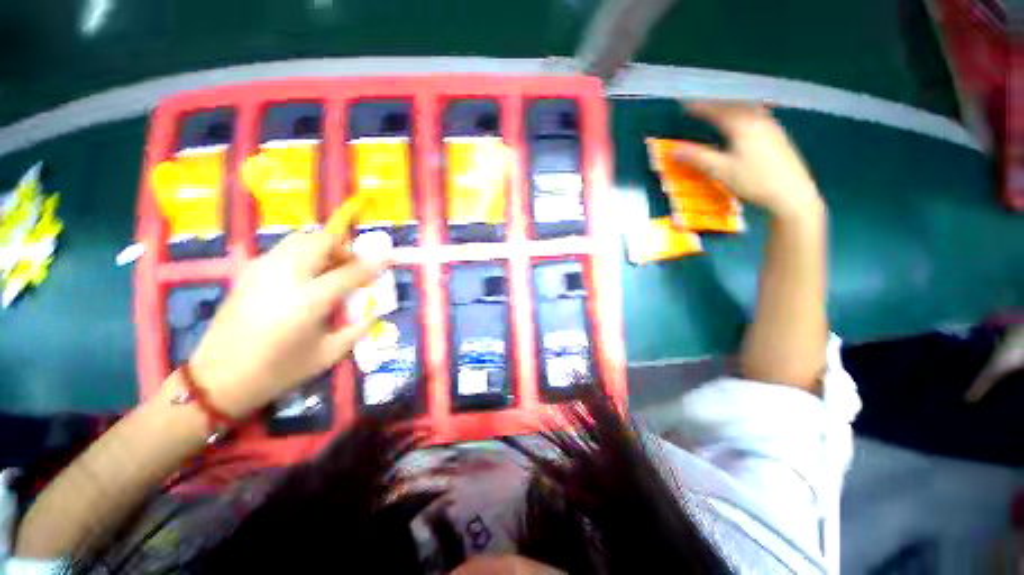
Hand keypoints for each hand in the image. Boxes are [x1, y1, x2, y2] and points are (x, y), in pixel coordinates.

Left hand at [189, 232, 389, 417]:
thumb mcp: (328, 354)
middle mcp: (286, 276)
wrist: (218, 378)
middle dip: (344, 248)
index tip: (389, 256)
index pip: (351, 271)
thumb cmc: (279, 371)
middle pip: (322, 242)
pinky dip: (303, 253)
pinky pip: (284, 249)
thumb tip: (374, 311)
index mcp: (309, 300)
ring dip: (323, 247)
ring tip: (330, 268)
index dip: (374, 263)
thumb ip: (357, 329)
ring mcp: (263, 270)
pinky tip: (305, 276)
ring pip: (300, 239)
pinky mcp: (249, 272)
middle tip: (352, 265)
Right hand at [674, 101, 822, 218]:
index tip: (685, 105)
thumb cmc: (753, 180)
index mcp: (742, 125)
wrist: (791, 192)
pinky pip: (756, 115)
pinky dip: (743, 114)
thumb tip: (674, 150)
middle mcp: (757, 120)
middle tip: (701, 107)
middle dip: (715, 105)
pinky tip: (743, 121)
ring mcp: (770, 126)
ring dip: (731, 107)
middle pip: (733, 106)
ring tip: (720, 111)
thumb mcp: (721, 170)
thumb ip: (698, 158)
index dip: (700, 108)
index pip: (717, 111)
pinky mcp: (777, 135)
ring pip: (747, 109)